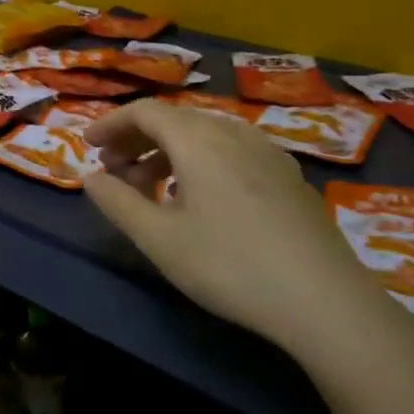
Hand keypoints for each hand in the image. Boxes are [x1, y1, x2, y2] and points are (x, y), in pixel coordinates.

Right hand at [82, 101, 400, 358]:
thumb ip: (117, 202)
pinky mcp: (288, 176)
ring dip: (168, 152)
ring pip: (205, 135)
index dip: (111, 124)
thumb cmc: (229, 265)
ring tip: (150, 188)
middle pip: (175, 119)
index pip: (145, 111)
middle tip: (113, 171)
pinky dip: (200, 162)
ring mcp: (267, 152)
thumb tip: (90, 177)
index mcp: (199, 139)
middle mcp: (234, 133)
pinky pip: (231, 151)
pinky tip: (199, 200)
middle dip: (137, 139)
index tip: (88, 146)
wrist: (326, 301)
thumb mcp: (159, 239)